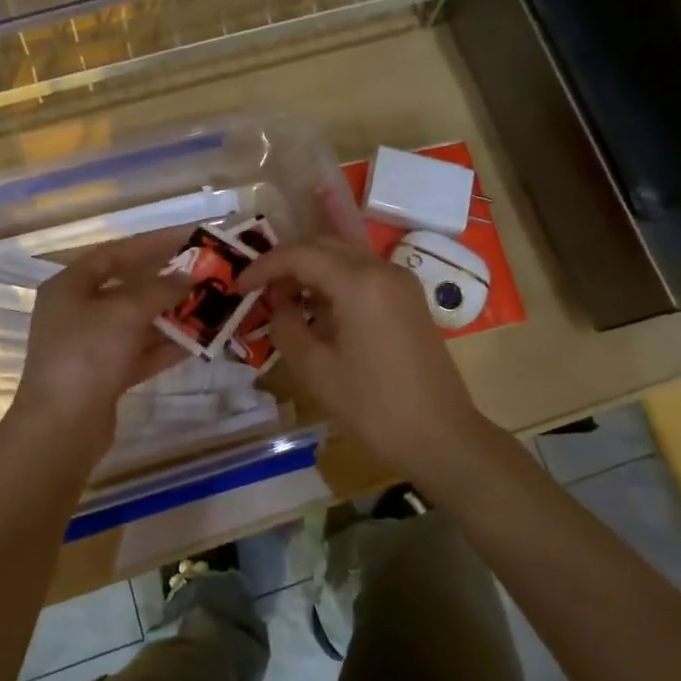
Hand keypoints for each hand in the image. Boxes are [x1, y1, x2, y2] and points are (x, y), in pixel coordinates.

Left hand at [0, 232, 191, 466]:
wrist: (61, 428)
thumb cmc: (86, 355)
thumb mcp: (125, 312)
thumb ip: (160, 289)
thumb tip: (190, 276)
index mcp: (69, 286)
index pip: (114, 253)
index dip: (152, 243)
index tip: (189, 237)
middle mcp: (77, 312)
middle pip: (128, 288)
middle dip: (167, 282)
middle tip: (205, 273)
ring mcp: (90, 346)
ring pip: (138, 322)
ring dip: (172, 315)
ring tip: (211, 305)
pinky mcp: (105, 376)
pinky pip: (141, 352)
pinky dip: (167, 346)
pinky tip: (200, 341)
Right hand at [236, 231, 492, 479]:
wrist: (441, 435)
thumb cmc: (373, 405)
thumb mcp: (315, 369)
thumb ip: (286, 326)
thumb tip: (279, 304)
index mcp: (358, 281)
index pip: (299, 254)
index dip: (264, 266)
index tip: (239, 286)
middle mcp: (381, 268)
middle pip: (324, 245)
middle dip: (287, 262)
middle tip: (260, 290)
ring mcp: (400, 281)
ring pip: (345, 255)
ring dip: (311, 268)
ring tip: (284, 296)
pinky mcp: (408, 298)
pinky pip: (363, 273)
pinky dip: (335, 279)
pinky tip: (317, 303)